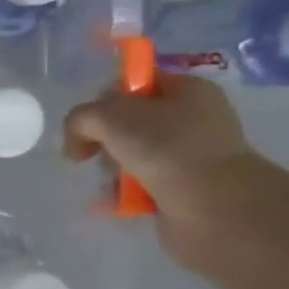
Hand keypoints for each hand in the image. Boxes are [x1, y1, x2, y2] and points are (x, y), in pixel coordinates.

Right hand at [64, 75, 269, 260]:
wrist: (212, 206)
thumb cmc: (165, 147)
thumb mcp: (107, 116)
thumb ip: (80, 119)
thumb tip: (77, 143)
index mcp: (189, 90)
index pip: (137, 82)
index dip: (107, 97)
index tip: (91, 120)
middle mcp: (195, 119)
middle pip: (130, 121)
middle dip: (106, 140)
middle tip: (100, 154)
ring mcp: (192, 156)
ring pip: (132, 155)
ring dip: (113, 169)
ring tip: (114, 183)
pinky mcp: (185, 189)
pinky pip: (141, 184)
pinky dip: (125, 193)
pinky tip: (118, 200)